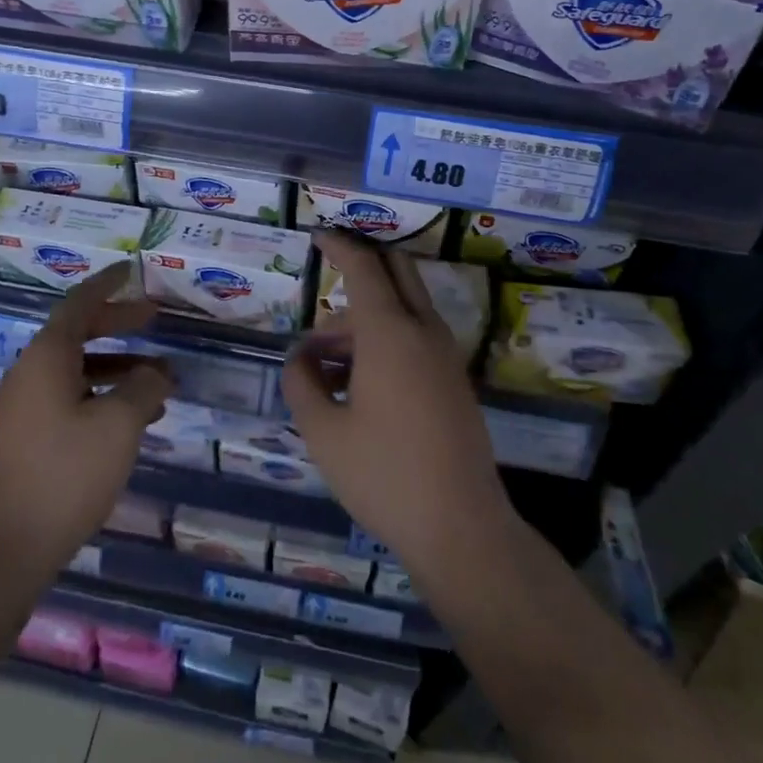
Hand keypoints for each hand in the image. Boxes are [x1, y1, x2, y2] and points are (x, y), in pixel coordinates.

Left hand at [0, 263, 170, 590]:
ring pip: (78, 368)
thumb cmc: (65, 475)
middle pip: (78, 333)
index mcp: (47, 357)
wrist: (6, 549)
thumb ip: (144, 388)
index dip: (108, 284)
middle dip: (119, 324)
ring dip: (119, 366)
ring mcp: (25, 407)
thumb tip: (157, 373)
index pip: (80, 303)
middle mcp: (31, 373)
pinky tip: (135, 417)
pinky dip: (104, 394)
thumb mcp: (119, 425)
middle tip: (155, 319)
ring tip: (161, 379)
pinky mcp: (28, 437)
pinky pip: (71, 397)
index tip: (132, 270)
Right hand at [282, 232, 514, 573]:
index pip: (364, 266)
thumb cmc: (384, 475)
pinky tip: (354, 383)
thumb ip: (302, 382)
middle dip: (361, 267)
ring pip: (404, 308)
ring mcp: (445, 355)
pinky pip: (416, 336)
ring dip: (365, 317)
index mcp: (390, 332)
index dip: (339, 245)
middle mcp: (424, 331)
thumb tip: (300, 356)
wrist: (462, 528)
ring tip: (321, 363)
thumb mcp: (323, 432)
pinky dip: (385, 338)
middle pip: (396, 272)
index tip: (318, 235)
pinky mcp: (454, 380)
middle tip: (325, 280)